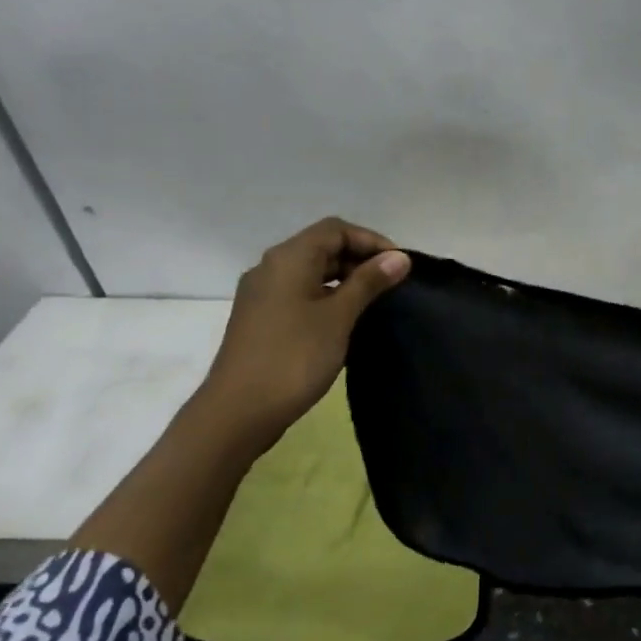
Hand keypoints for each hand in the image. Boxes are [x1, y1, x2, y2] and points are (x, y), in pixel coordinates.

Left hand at [196, 218, 409, 451]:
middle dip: (360, 259)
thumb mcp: (339, 317)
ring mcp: (263, 294)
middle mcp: (271, 268)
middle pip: (322, 247)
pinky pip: (300, 293)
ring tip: (376, 303)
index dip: (371, 240)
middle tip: (393, 285)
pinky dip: (327, 297)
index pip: (335, 230)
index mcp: (288, 259)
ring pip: (311, 272)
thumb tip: (400, 257)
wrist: (239, 411)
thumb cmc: (294, 357)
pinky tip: (347, 321)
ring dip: (345, 279)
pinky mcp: (262, 318)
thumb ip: (369, 282)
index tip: (400, 266)